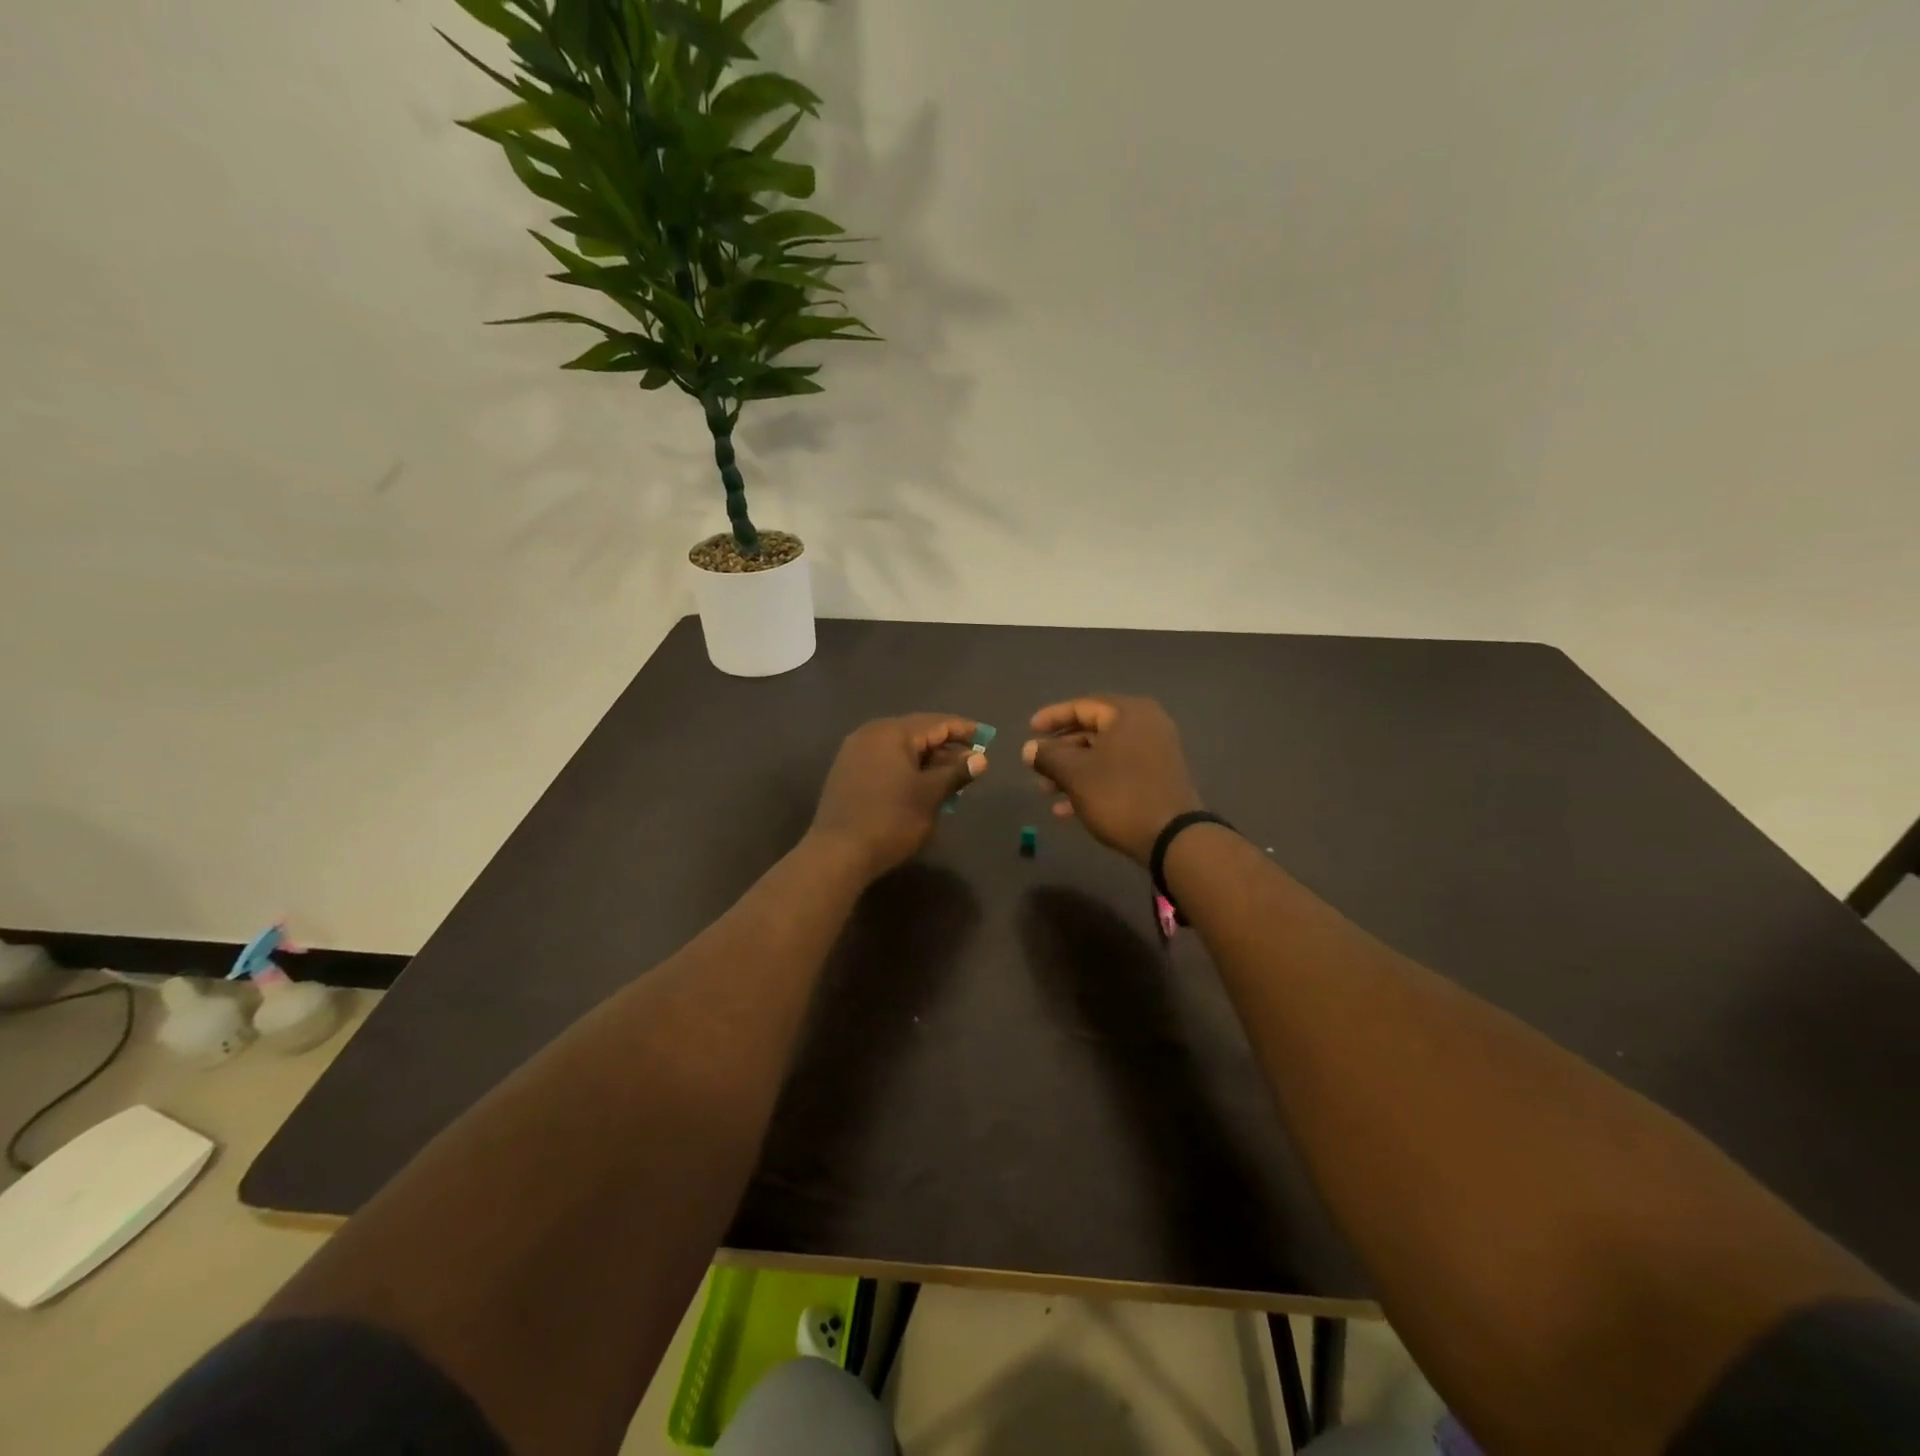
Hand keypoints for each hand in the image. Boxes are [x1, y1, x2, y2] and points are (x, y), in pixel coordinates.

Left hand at [808, 714, 986, 879]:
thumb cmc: (891, 819)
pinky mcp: (847, 773)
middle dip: (946, 746)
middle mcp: (870, 734)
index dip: (964, 729)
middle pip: (917, 732)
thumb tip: (980, 759)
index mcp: (892, 732)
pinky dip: (906, 768)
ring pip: (900, 748)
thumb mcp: (930, 795)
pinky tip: (920, 785)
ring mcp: (854, 753)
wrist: (838, 852)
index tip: (987, 737)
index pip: (936, 723)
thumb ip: (956, 772)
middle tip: (972, 762)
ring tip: (951, 776)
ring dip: (927, 760)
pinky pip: (885, 761)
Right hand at [1022, 696, 1202, 865]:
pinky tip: (1066, 809)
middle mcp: (1146, 726)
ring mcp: (1155, 753)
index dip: (1052, 717)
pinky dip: (1092, 784)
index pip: (1082, 706)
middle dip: (1060, 750)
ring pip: (1103, 755)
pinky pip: (1117, 772)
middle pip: (1093, 731)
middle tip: (1036, 765)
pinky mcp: (1157, 778)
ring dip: (1072, 771)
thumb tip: (1028, 749)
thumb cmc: (1119, 796)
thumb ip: (1048, 757)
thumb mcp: (1075, 774)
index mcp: (1129, 713)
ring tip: (1045, 791)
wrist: (1172, 839)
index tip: (1029, 730)